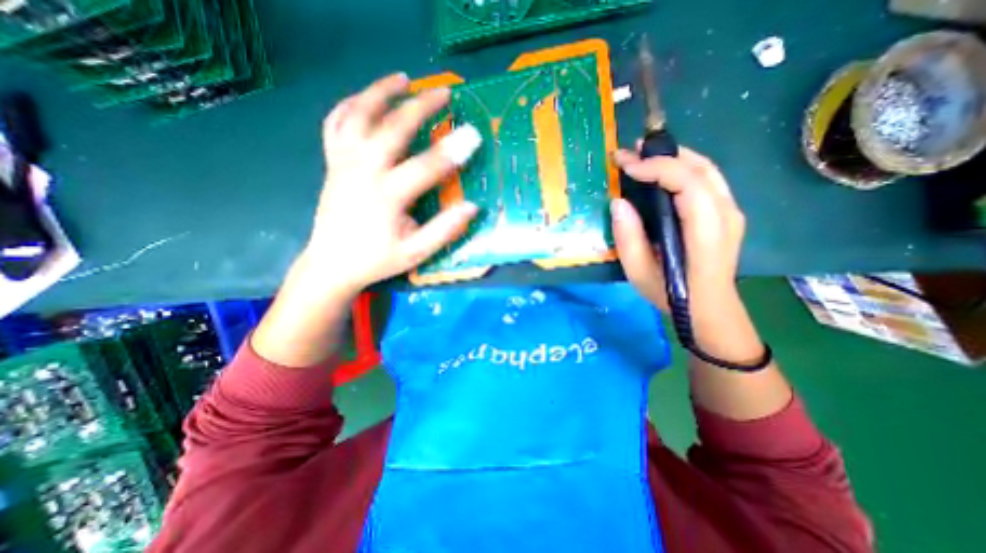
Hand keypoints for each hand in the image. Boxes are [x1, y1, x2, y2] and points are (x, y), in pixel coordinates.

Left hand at [252, 73, 481, 366]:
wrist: (331, 264)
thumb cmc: (376, 260)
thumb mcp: (415, 253)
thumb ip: (444, 231)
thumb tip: (472, 208)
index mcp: (386, 197)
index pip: (426, 167)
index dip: (452, 151)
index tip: (473, 135)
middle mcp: (362, 172)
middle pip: (392, 128)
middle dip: (421, 107)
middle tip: (444, 93)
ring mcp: (343, 163)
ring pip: (358, 115)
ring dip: (381, 92)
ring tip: (403, 79)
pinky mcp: (332, 163)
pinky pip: (335, 124)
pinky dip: (349, 105)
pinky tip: (364, 98)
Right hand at [613, 145, 743, 313]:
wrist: (710, 309)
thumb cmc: (672, 294)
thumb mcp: (639, 272)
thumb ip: (628, 237)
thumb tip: (618, 202)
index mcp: (706, 232)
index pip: (687, 183)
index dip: (656, 168)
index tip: (625, 166)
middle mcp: (726, 214)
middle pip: (700, 168)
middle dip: (663, 154)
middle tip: (630, 152)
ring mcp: (731, 212)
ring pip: (707, 169)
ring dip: (674, 157)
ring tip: (643, 156)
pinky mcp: (727, 213)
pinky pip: (707, 180)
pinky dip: (683, 168)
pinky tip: (662, 172)